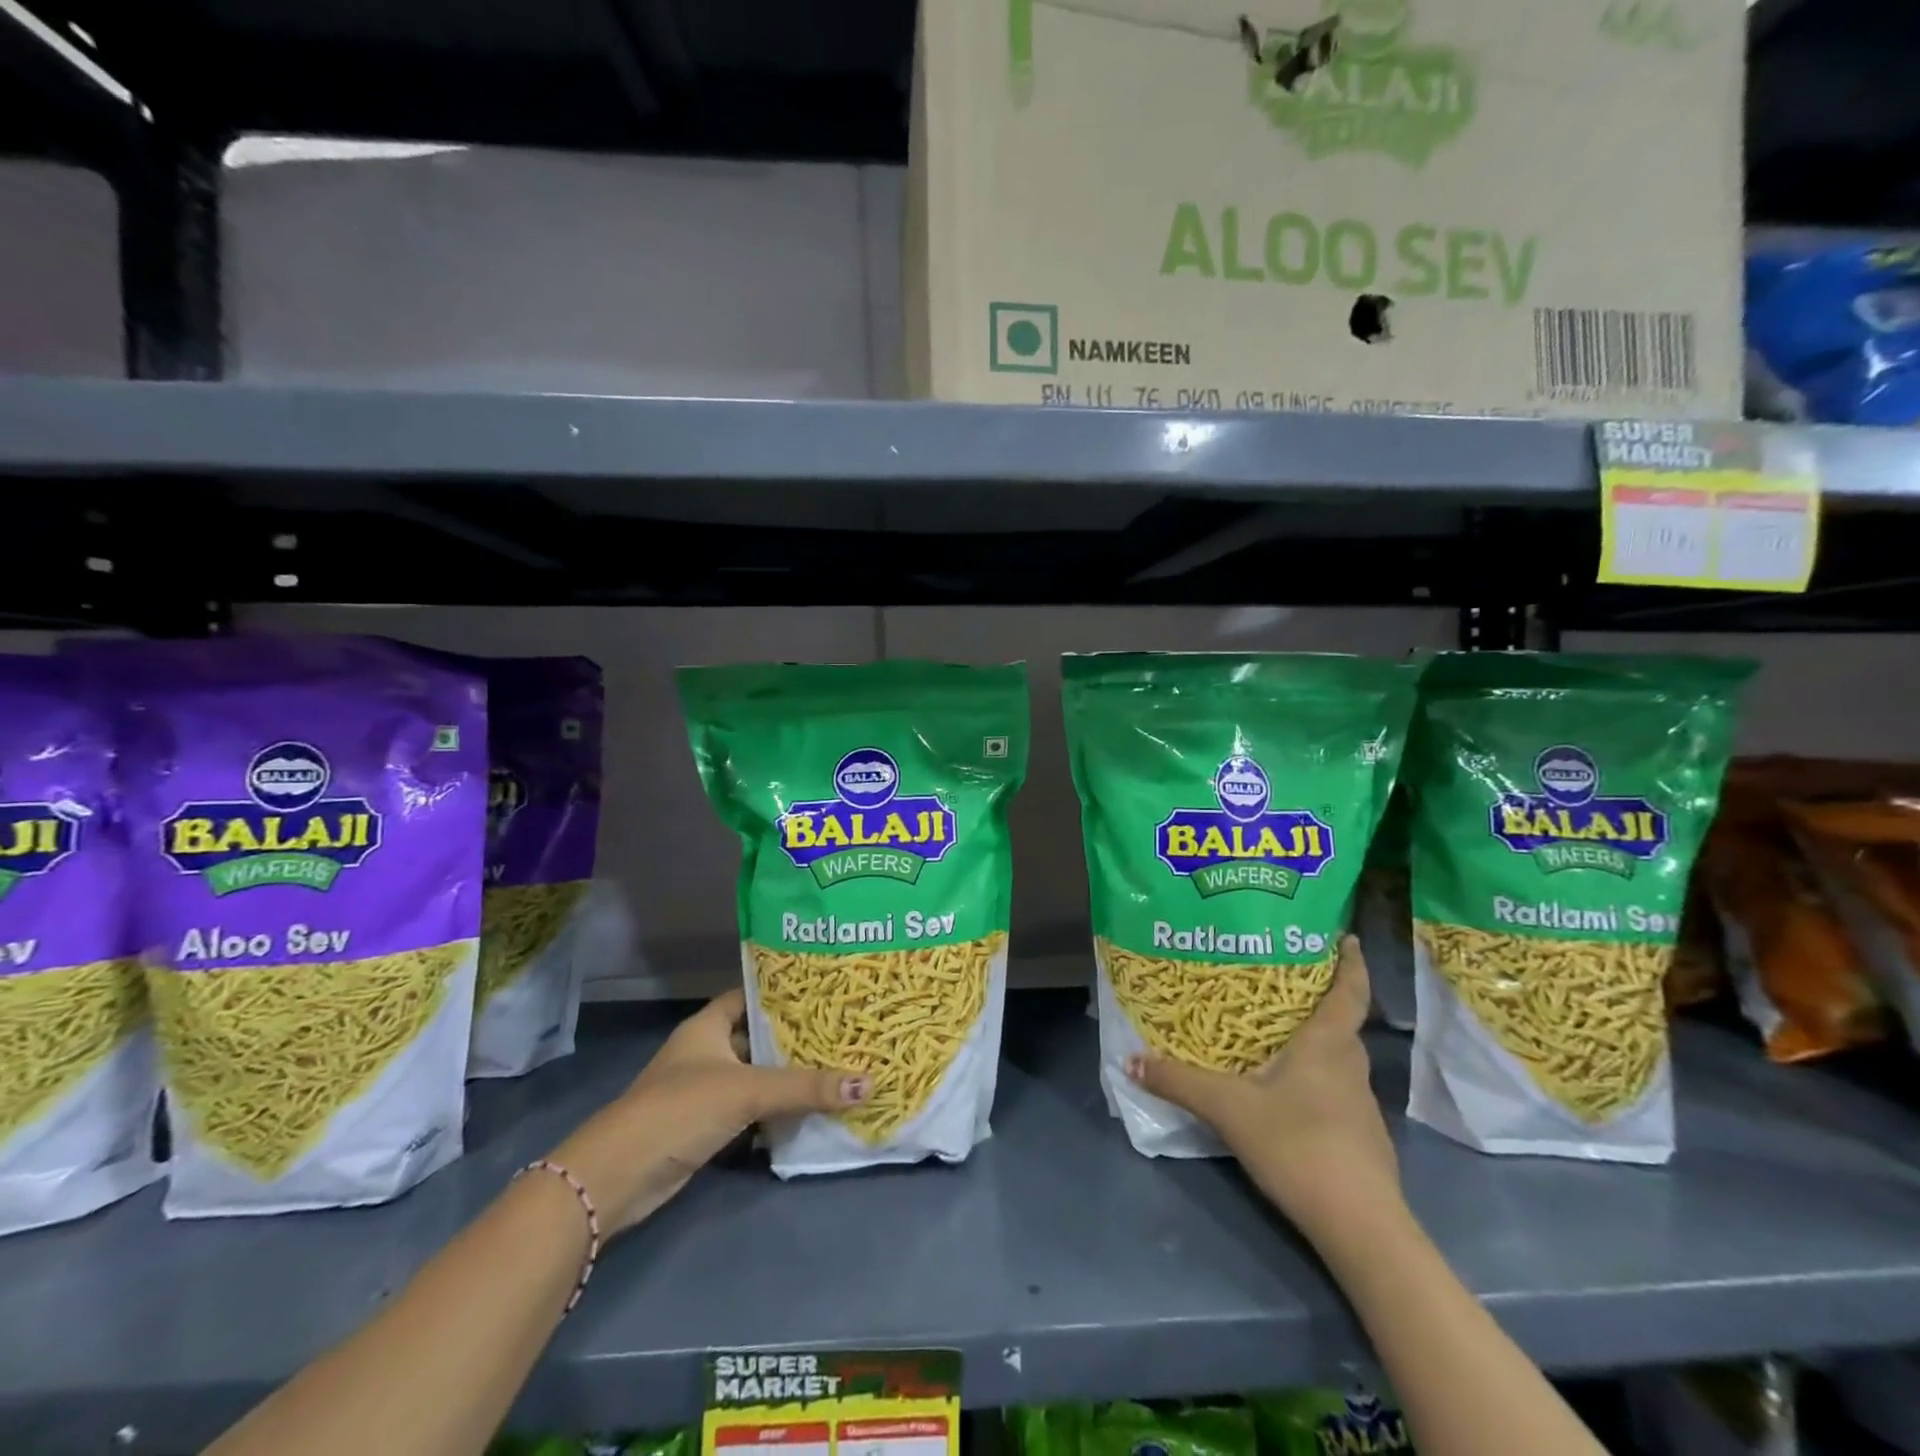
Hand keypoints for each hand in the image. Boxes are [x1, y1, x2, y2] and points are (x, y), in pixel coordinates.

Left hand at [552, 990, 865, 1233]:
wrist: (618, 1177)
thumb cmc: (680, 1109)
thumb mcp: (746, 1090)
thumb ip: (805, 1087)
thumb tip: (868, 1083)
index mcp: (708, 1026)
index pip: (751, 995)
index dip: (783, 991)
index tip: (826, 989)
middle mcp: (706, 1051)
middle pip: (758, 1037)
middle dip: (795, 1038)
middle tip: (844, 1031)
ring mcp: (704, 1090)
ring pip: (756, 1076)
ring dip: (788, 1078)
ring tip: (838, 1066)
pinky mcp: (706, 1126)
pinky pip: (750, 1110)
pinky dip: (775, 1111)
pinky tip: (810, 1110)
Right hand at [1124, 935, 1401, 1241]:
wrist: (1361, 1226)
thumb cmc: (1299, 1145)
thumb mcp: (1227, 1109)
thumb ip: (1178, 1082)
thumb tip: (1129, 1059)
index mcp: (1327, 1044)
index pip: (1349, 991)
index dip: (1351, 962)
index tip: (1347, 937)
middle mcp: (1350, 1066)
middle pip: (1342, 1024)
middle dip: (1320, 1001)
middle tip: (1283, 985)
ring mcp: (1361, 1106)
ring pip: (1339, 1060)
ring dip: (1317, 1043)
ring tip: (1278, 1036)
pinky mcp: (1362, 1138)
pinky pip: (1337, 1091)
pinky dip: (1316, 1080)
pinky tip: (1287, 1094)